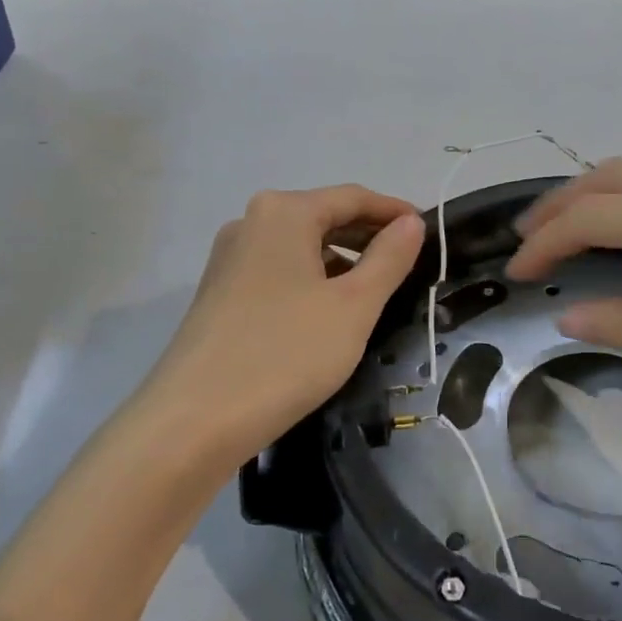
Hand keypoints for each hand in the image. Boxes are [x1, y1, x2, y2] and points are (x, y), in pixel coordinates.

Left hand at [148, 185, 423, 466]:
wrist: (192, 423)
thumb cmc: (285, 354)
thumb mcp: (354, 306)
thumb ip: (389, 258)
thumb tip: (411, 223)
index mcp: (284, 212)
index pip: (352, 197)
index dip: (394, 211)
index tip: (429, 231)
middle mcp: (251, 222)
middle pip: (323, 216)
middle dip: (368, 236)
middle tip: (409, 263)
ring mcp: (229, 258)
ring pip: (300, 246)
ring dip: (341, 260)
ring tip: (375, 291)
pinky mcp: (219, 292)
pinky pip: (278, 271)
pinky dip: (311, 280)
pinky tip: (329, 312)